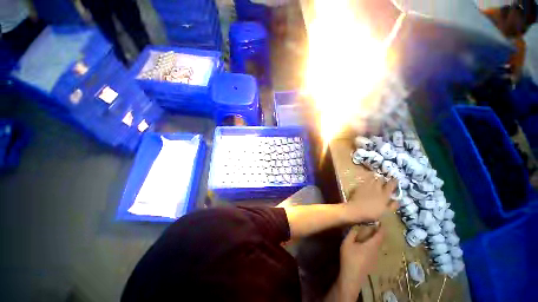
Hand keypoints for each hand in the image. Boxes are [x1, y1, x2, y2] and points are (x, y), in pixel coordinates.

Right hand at [326, 225, 384, 301]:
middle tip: (371, 224)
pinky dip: (371, 244)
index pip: (380, 234)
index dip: (381, 227)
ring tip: (367, 232)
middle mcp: (376, 251)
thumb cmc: (350, 258)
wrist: (351, 277)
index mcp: (372, 245)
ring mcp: (374, 258)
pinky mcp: (371, 262)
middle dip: (377, 232)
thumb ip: (352, 233)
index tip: (379, 220)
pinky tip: (363, 244)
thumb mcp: (347, 243)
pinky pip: (374, 250)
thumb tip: (356, 225)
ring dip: (374, 238)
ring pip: (376, 245)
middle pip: (379, 240)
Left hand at [345, 177, 397, 222]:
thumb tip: (397, 201)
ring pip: (373, 178)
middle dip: (383, 179)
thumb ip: (392, 206)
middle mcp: (377, 188)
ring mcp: (368, 186)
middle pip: (381, 179)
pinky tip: (368, 180)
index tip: (395, 180)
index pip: (391, 185)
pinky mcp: (360, 186)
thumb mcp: (386, 212)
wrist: (357, 209)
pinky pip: (365, 180)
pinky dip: (368, 179)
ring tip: (376, 178)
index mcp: (385, 195)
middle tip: (384, 180)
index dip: (394, 182)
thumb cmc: (372, 213)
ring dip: (375, 178)